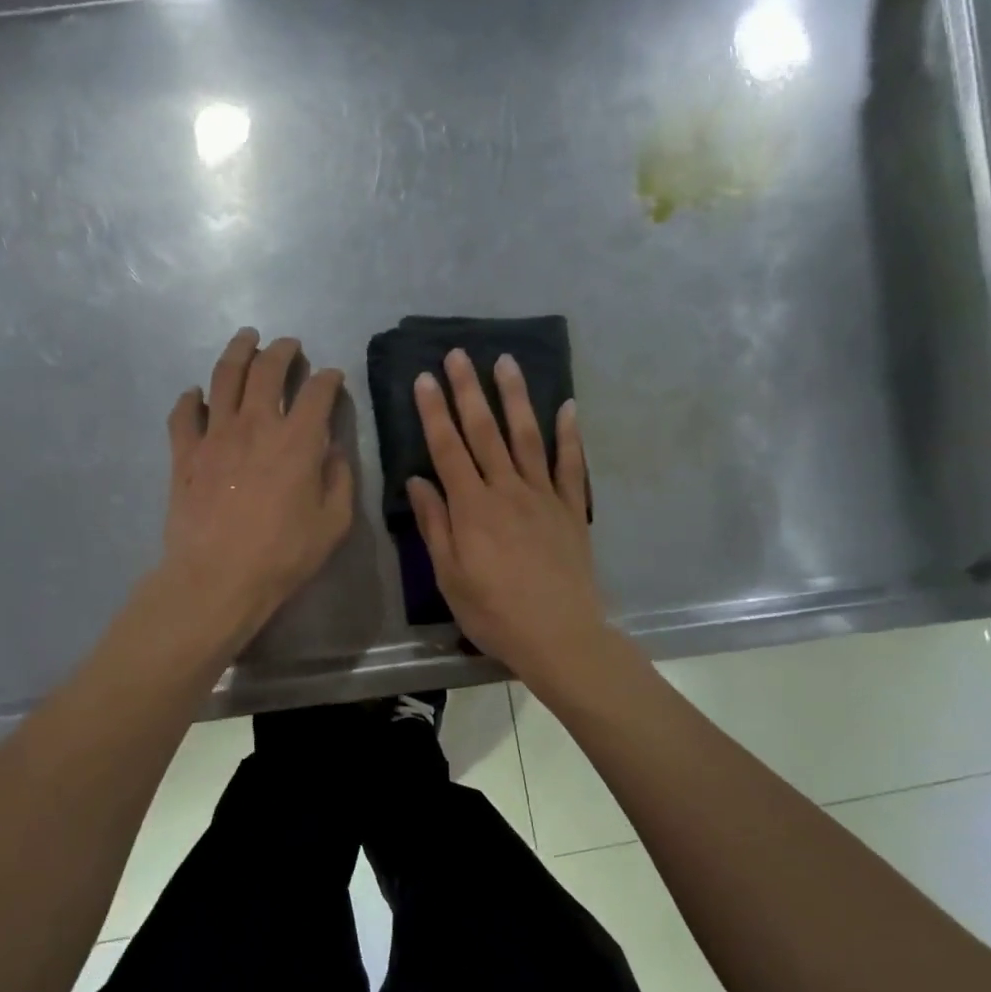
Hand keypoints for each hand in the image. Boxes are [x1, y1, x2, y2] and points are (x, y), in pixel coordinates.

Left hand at [160, 329, 353, 649]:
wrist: (218, 577)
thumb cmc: (283, 555)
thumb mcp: (333, 523)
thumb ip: (339, 479)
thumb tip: (334, 450)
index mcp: (297, 440)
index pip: (317, 392)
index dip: (329, 379)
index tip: (333, 377)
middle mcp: (255, 424)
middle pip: (267, 369)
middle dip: (282, 350)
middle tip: (289, 345)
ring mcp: (214, 435)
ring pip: (224, 377)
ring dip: (237, 351)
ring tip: (246, 339)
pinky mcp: (184, 453)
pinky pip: (183, 414)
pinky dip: (190, 399)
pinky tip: (195, 394)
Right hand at [406, 349, 604, 676]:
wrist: (560, 636)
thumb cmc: (494, 613)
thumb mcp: (450, 576)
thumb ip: (436, 525)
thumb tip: (418, 479)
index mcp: (472, 508)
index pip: (448, 449)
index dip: (434, 412)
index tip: (425, 378)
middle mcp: (508, 491)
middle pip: (485, 432)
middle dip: (469, 391)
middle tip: (458, 355)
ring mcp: (544, 496)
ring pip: (527, 437)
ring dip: (516, 397)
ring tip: (506, 362)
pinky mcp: (572, 510)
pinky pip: (571, 465)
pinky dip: (570, 435)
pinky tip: (568, 407)